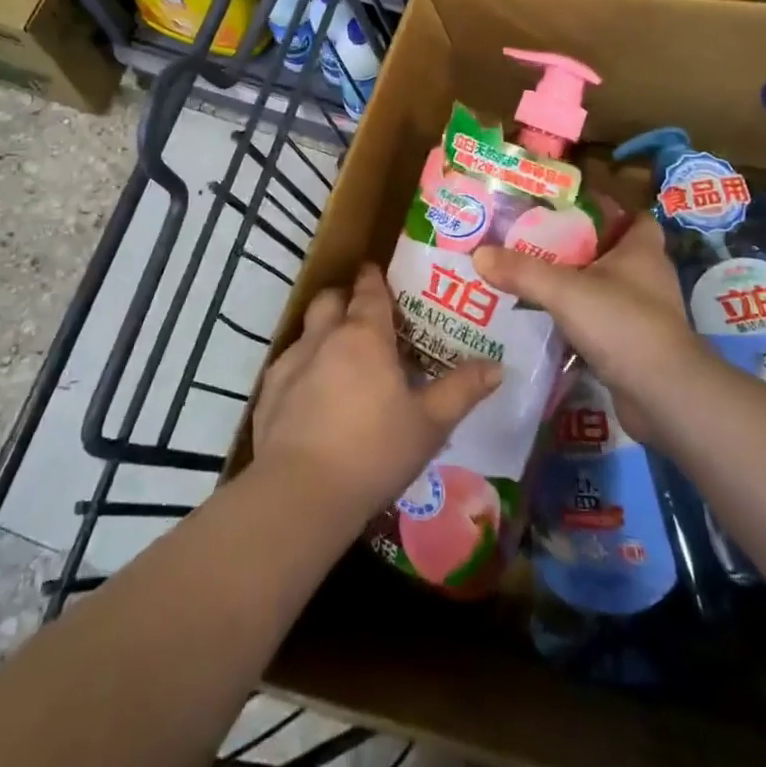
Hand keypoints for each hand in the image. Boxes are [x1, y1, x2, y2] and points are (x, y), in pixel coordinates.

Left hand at [251, 264, 501, 523]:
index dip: (374, 278)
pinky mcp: (267, 392)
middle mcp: (324, 337)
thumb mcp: (429, 424)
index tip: (377, 272)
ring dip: (322, 333)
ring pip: (307, 330)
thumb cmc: (373, 451)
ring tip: (340, 359)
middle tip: (363, 317)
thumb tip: (497, 366)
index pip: (369, 290)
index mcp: (364, 335)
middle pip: (330, 299)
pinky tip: (312, 398)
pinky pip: (288, 365)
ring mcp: (290, 363)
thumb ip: (462, 390)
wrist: (300, 494)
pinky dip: (303, 369)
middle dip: (344, 299)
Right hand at [475, 215, 705, 446]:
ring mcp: (644, 314)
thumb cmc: (622, 323)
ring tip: (532, 280)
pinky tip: (547, 322)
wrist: (664, 396)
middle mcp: (648, 277)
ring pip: (605, 289)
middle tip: (535, 243)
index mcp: (642, 250)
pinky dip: (579, 321)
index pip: (632, 217)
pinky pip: (602, 323)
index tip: (567, 210)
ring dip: (576, 286)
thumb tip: (479, 253)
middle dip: (578, 248)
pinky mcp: (635, 346)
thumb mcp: (564, 290)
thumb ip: (522, 270)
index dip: (605, 210)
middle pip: (612, 252)